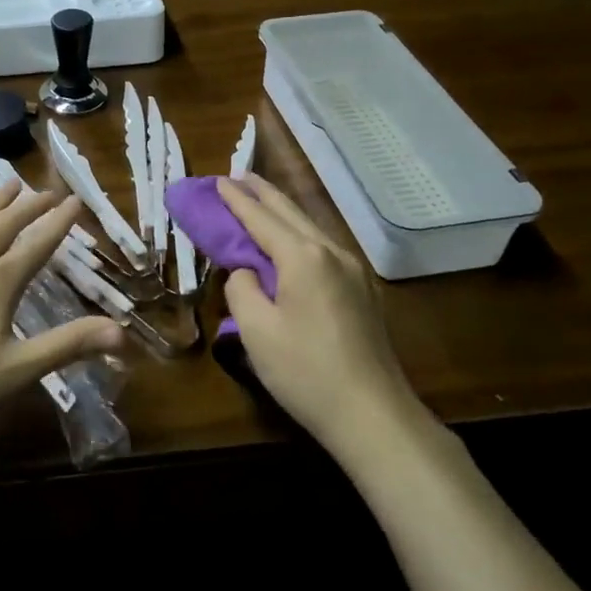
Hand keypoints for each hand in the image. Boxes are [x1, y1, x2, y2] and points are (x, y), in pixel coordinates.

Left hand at [0, 180, 124, 425]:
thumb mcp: (19, 369)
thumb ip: (69, 345)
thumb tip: (122, 333)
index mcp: (0, 280)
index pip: (39, 242)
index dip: (60, 221)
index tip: (76, 200)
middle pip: (8, 222)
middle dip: (32, 205)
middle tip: (49, 191)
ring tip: (12, 184)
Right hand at [217, 175, 416, 450]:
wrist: (373, 414)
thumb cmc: (306, 371)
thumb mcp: (256, 331)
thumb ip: (242, 289)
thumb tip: (247, 273)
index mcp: (303, 257)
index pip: (261, 218)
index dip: (236, 200)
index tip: (217, 180)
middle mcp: (331, 252)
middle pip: (290, 212)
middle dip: (262, 192)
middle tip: (237, 176)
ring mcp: (353, 270)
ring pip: (310, 226)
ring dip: (282, 210)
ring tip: (260, 199)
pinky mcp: (361, 290)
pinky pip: (322, 246)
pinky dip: (298, 232)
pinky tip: (291, 238)